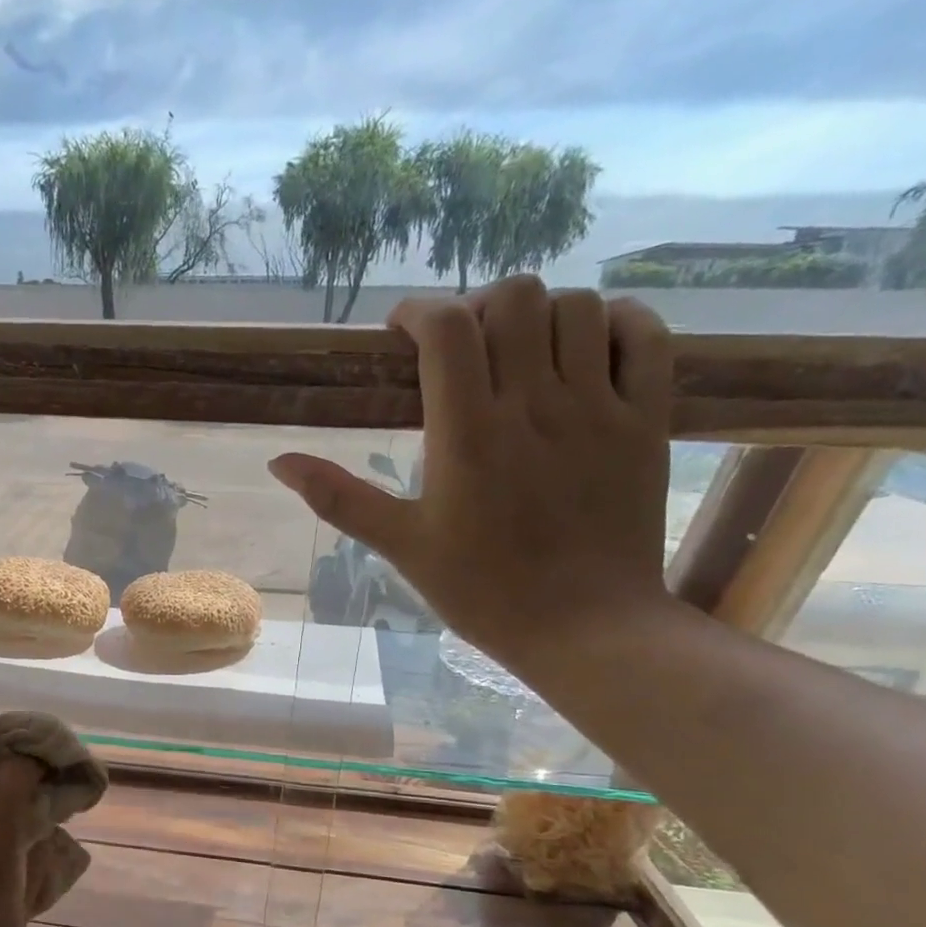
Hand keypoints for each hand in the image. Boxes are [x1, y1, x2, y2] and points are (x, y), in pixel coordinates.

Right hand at [270, 276, 675, 670]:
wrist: (585, 628)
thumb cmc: (482, 591)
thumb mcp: (400, 545)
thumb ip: (338, 497)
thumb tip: (278, 462)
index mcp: (468, 435)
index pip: (447, 329)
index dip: (418, 312)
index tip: (401, 331)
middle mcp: (535, 405)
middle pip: (514, 298)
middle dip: (477, 305)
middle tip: (459, 343)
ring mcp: (599, 408)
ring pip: (576, 307)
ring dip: (539, 313)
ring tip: (517, 349)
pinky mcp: (647, 420)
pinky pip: (644, 335)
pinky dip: (614, 321)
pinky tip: (586, 346)